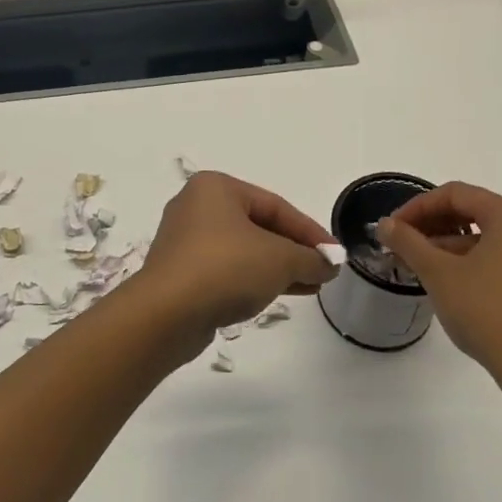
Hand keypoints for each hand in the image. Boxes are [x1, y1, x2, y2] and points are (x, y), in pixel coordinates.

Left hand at [136, 172, 337, 351]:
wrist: (166, 313)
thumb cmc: (225, 268)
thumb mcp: (280, 260)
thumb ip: (309, 259)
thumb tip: (328, 265)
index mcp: (216, 188)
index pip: (275, 205)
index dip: (309, 231)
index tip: (335, 255)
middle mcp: (196, 206)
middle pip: (258, 225)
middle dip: (293, 250)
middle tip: (322, 271)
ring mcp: (185, 240)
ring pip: (242, 249)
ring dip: (276, 267)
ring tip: (309, 286)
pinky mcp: (180, 271)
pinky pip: (225, 269)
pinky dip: (252, 278)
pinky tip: (276, 294)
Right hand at [375, 183, 501, 405]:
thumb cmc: (487, 312)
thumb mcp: (438, 273)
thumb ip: (408, 242)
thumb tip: (385, 224)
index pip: (455, 194)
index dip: (417, 207)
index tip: (392, 228)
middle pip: (475, 211)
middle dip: (434, 225)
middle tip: (403, 245)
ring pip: (490, 237)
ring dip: (452, 245)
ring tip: (422, 266)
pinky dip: (475, 261)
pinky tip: (453, 283)